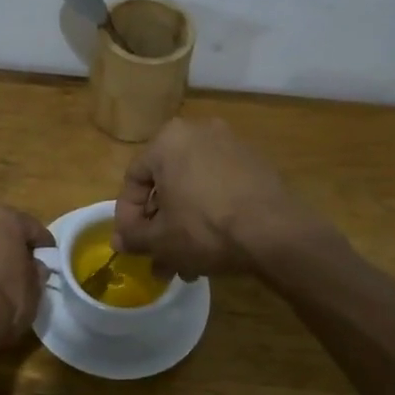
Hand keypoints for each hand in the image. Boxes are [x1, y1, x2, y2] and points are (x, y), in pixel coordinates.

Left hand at [0, 206, 55, 350]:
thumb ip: (37, 270)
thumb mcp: (35, 288)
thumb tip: (35, 267)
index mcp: (5, 218)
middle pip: (4, 230)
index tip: (51, 263)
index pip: (34, 228)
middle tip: (26, 268)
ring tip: (3, 278)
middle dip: (15, 246)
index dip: (45, 247)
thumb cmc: (5, 301)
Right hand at [113, 118, 308, 277]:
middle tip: (159, 257)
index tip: (131, 244)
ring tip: (186, 262)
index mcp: (168, 140)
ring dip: (185, 224)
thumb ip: (134, 237)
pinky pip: (220, 188)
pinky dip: (211, 213)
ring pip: (194, 189)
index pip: (134, 179)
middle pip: (167, 184)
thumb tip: (119, 241)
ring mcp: (232, 145)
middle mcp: (199, 132)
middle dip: (160, 225)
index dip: (127, 217)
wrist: (274, 233)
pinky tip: (213, 246)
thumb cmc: (205, 228)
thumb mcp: (160, 239)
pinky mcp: (256, 164)